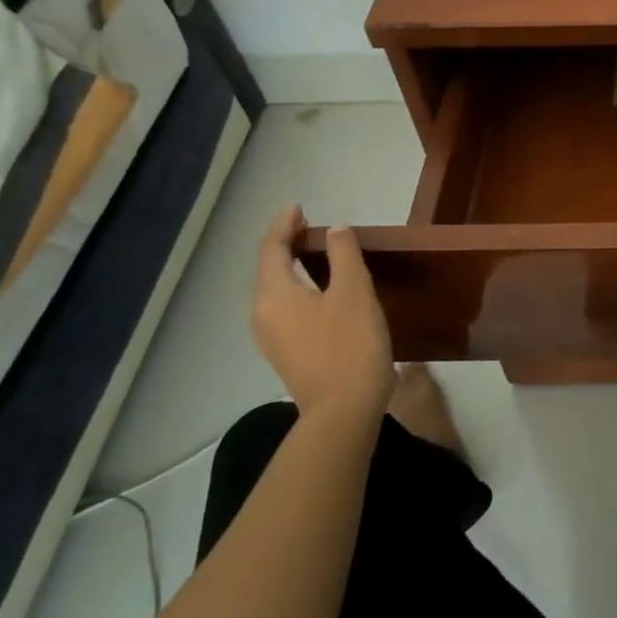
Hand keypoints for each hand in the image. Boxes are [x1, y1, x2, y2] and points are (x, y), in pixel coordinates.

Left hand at [251, 205, 394, 422]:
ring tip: (316, 251)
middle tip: (310, 225)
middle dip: (286, 243)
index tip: (299, 207)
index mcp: (274, 295)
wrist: (344, 410)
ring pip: (276, 289)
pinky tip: (321, 288)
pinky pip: (285, 306)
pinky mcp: (287, 352)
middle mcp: (263, 314)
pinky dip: (298, 286)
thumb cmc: (350, 345)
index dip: (284, 225)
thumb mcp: (353, 291)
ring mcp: (272, 337)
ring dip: (292, 265)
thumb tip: (335, 230)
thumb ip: (343, 254)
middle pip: (268, 269)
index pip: (271, 249)